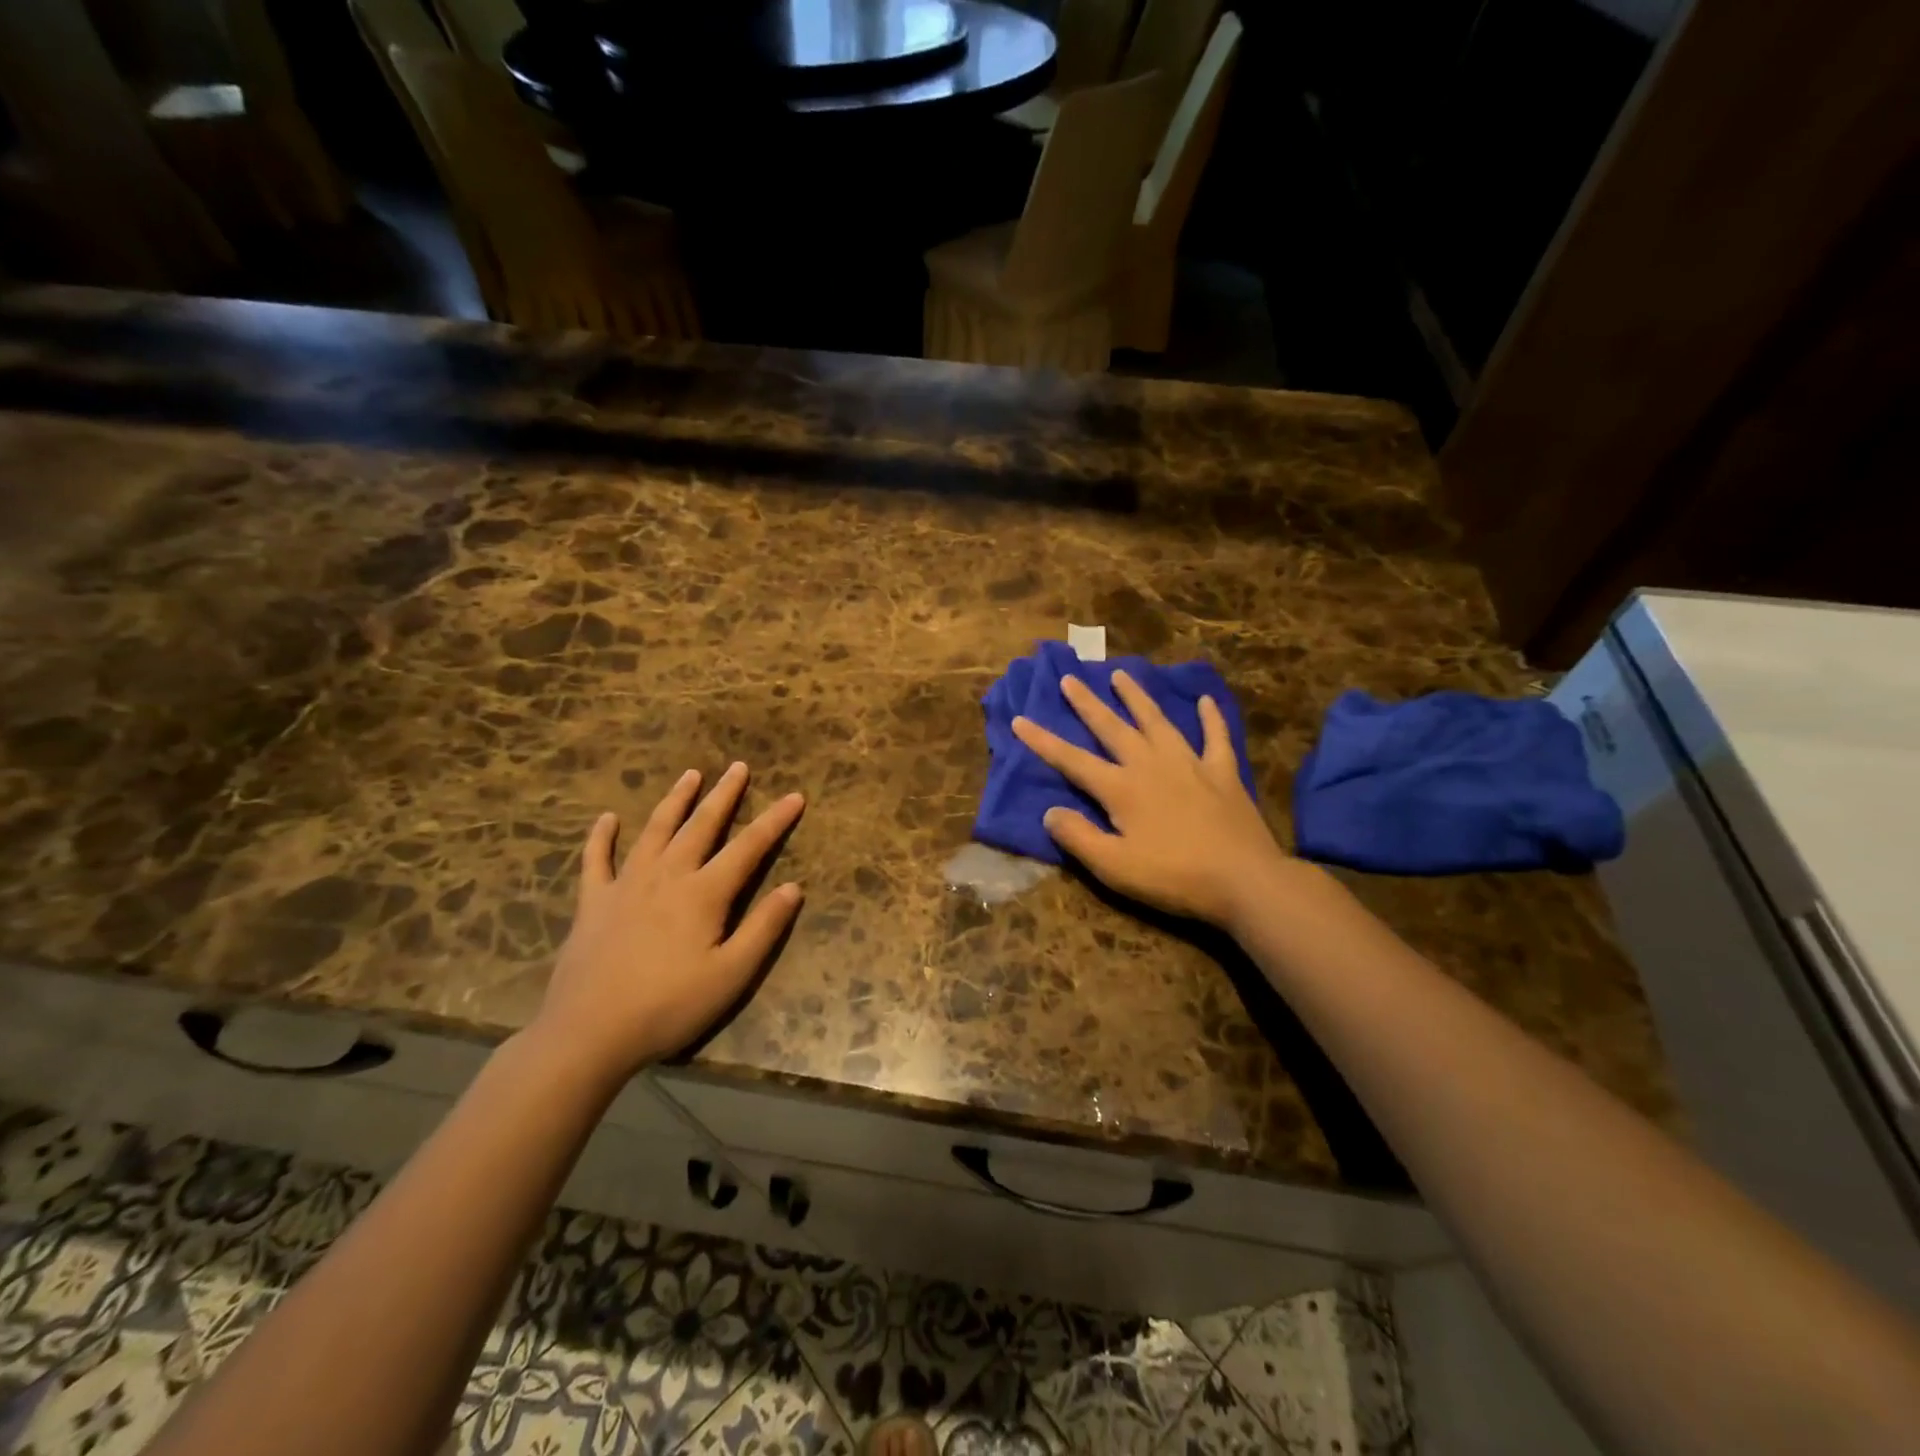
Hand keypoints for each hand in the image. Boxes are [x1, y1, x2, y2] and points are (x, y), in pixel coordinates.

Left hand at [535, 762, 804, 1077]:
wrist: (588, 1034)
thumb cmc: (669, 1007)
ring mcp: (625, 885)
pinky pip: (596, 860)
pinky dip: (602, 837)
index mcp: (704, 893)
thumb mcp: (731, 975)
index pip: (749, 847)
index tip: (795, 796)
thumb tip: (793, 887)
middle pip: (701, 826)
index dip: (775, 820)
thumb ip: (763, 928)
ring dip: (675, 801)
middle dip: (724, 795)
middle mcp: (667, 876)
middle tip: (738, 767)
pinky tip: (607, 819)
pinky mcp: (593, 902)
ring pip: (655, 831)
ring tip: (690, 775)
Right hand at [1012, 670, 1290, 930]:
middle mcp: (1151, 765)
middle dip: (1087, 703)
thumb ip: (1079, 837)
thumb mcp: (1114, 867)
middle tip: (1069, 679)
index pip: (1073, 761)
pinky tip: (1205, 700)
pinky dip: (1210, 718)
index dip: (1043, 742)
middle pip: (1112, 728)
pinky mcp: (1223, 773)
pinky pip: (1215, 738)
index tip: (1020, 719)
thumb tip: (1050, 812)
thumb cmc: (1174, 877)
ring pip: (1158, 721)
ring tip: (1121, 675)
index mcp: (1122, 789)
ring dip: (1137, 697)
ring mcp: (1190, 764)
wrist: (1244, 880)